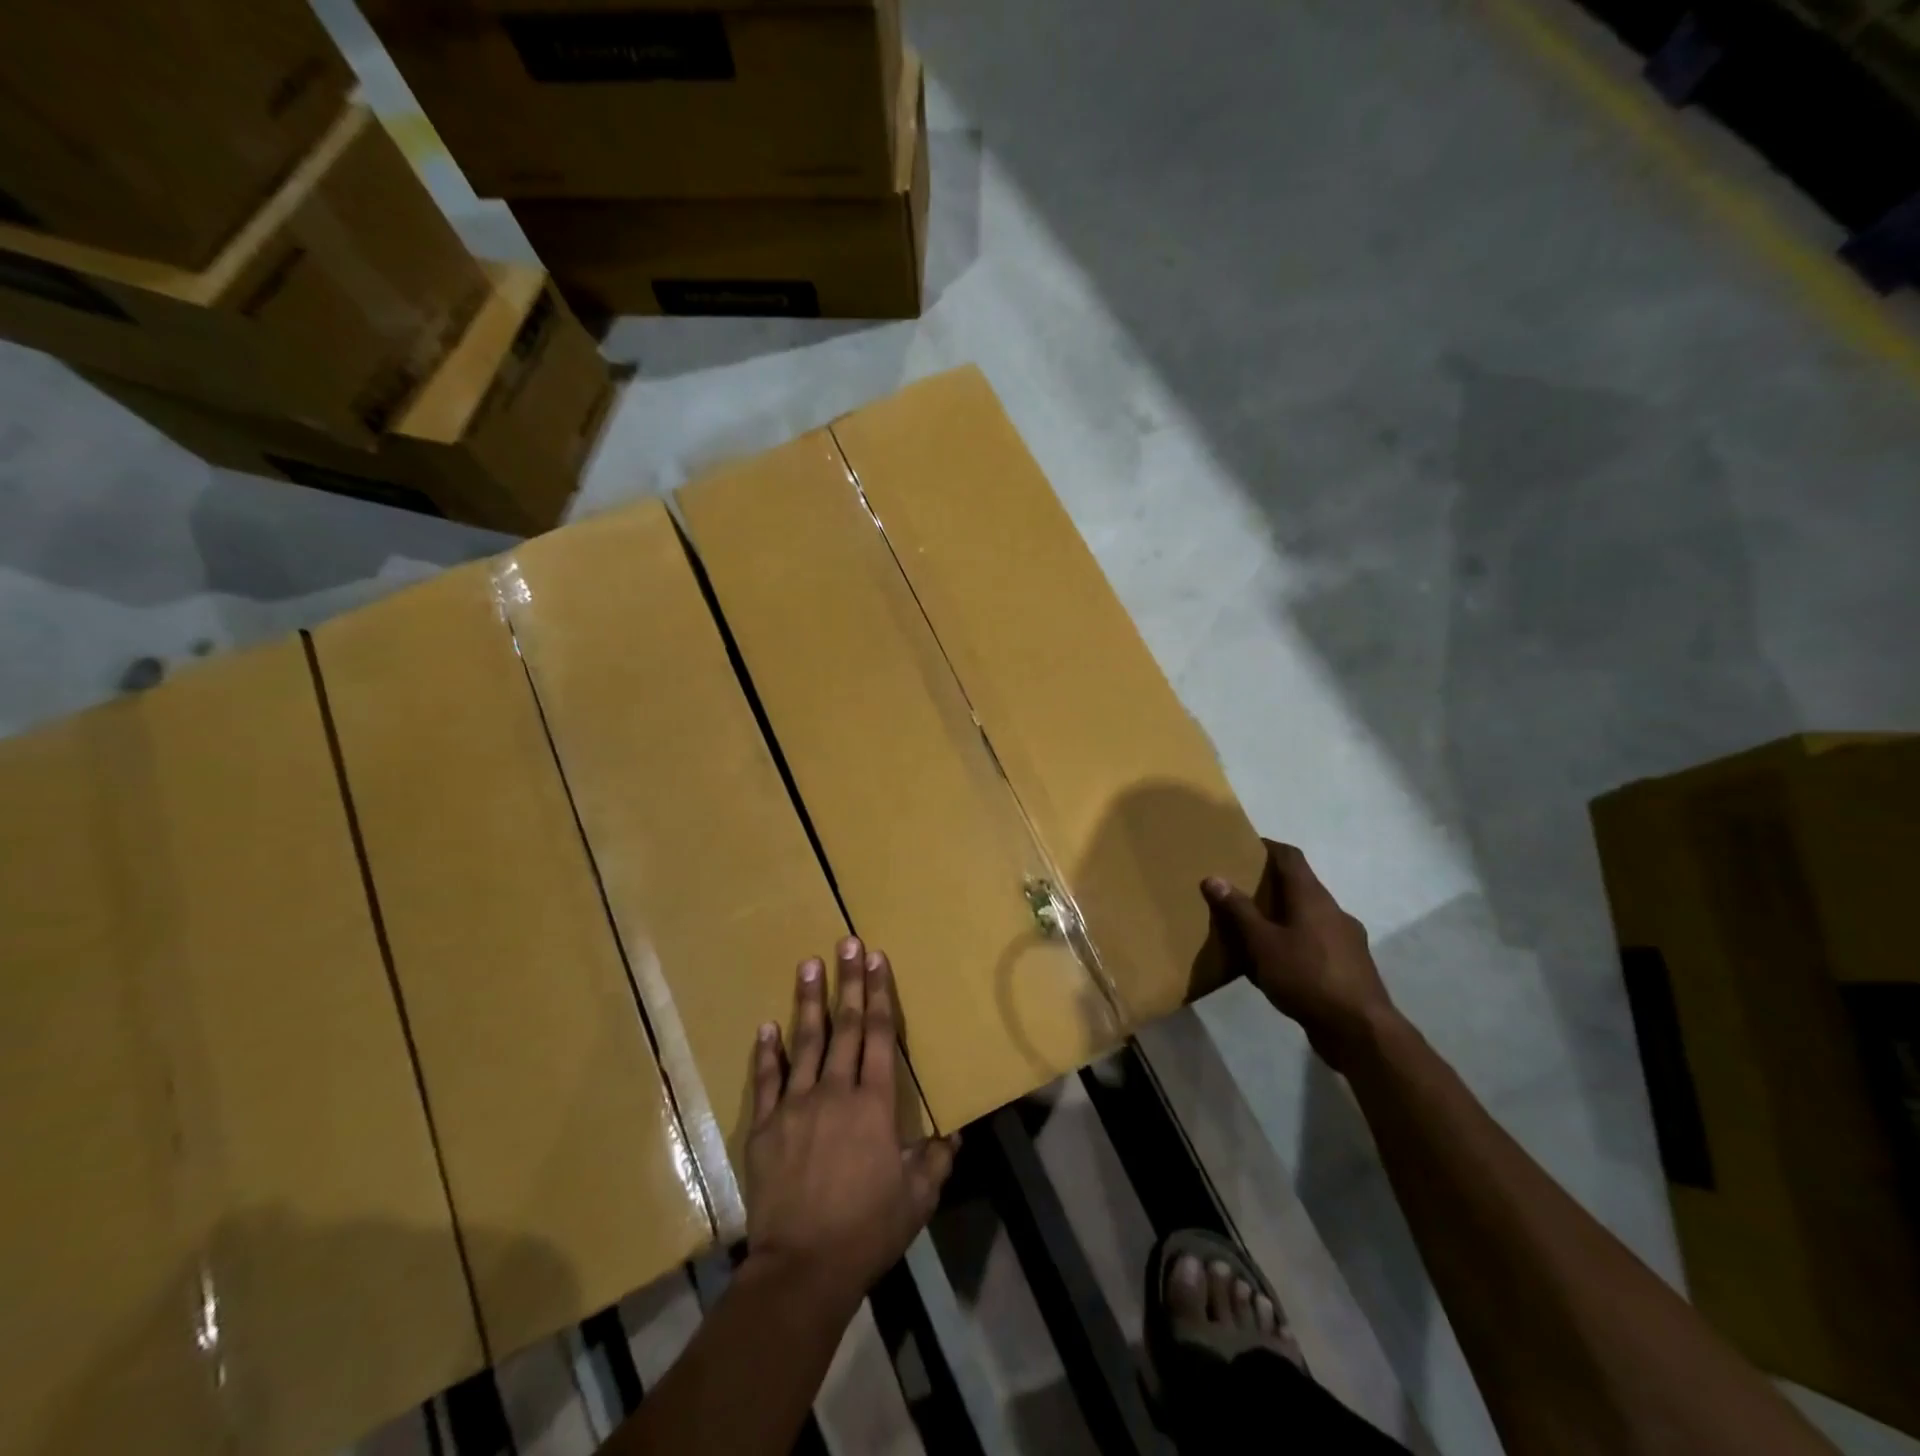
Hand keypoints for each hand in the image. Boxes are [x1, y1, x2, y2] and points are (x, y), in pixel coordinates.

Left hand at [744, 936, 956, 1310]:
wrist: (802, 1269)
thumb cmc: (866, 1230)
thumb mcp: (916, 1200)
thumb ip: (935, 1161)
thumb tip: (953, 1136)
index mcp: (873, 1104)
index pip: (877, 1036)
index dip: (878, 995)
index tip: (877, 959)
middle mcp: (834, 1092)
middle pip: (843, 1027)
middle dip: (848, 982)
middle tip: (847, 942)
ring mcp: (794, 1106)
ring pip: (804, 1042)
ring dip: (808, 1001)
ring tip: (809, 964)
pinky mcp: (764, 1127)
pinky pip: (766, 1081)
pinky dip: (767, 1052)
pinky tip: (767, 1026)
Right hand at [1202, 841, 1396, 1070]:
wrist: (1360, 1030)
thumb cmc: (1307, 976)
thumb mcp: (1262, 944)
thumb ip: (1239, 911)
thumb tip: (1214, 877)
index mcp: (1313, 898)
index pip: (1291, 857)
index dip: (1268, 847)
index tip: (1245, 846)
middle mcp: (1334, 911)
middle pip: (1301, 886)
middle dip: (1272, 886)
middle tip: (1241, 891)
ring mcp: (1348, 940)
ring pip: (1310, 917)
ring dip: (1285, 917)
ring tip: (1256, 930)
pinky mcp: (1351, 966)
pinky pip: (1318, 942)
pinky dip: (1297, 942)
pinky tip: (1280, 964)